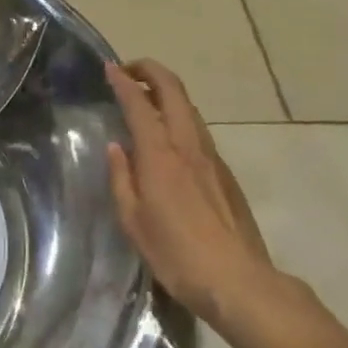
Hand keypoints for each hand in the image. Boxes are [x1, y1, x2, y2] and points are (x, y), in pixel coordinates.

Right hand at [105, 59, 291, 341]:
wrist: (238, 280)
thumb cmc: (176, 254)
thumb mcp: (134, 220)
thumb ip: (122, 179)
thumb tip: (117, 148)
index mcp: (160, 155)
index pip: (139, 104)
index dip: (123, 81)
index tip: (109, 68)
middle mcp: (188, 145)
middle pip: (174, 90)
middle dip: (150, 71)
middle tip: (128, 70)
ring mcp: (212, 157)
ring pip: (190, 108)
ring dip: (167, 92)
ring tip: (145, 98)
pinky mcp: (225, 172)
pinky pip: (198, 130)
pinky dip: (179, 117)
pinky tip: (169, 137)